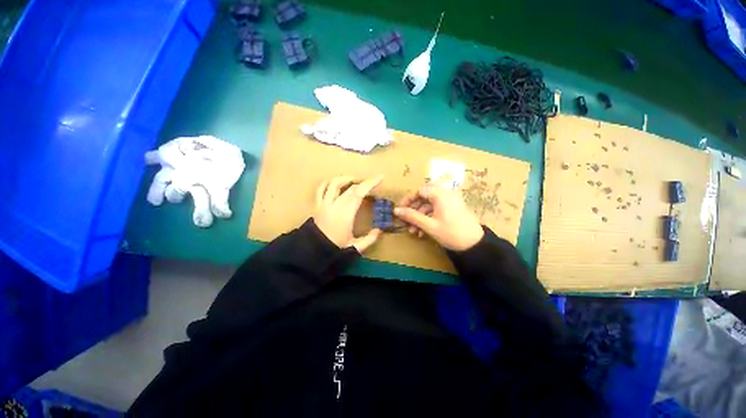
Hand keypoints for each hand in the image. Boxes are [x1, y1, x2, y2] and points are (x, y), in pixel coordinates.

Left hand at [313, 175, 383, 252]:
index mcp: (345, 213)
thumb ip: (369, 239)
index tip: (380, 178)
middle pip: (350, 187)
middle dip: (363, 182)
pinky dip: (329, 183)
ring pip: (334, 183)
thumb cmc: (335, 248)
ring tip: (355, 181)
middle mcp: (335, 205)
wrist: (313, 251)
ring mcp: (324, 203)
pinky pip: (320, 189)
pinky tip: (335, 184)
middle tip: (371, 184)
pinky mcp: (317, 205)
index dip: (370, 183)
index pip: (359, 193)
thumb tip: (379, 230)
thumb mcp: (355, 247)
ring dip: (346, 179)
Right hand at [394, 184, 483, 250]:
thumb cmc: (451, 233)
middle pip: (423, 197)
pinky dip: (427, 218)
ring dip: (419, 217)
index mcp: (440, 194)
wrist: (475, 245)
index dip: (408, 199)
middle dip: (413, 210)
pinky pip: (435, 210)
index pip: (419, 190)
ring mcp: (449, 201)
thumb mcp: (429, 225)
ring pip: (428, 205)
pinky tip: (421, 232)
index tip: (400, 210)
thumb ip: (411, 216)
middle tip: (405, 221)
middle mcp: (445, 194)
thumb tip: (395, 210)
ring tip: (413, 231)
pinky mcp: (451, 209)